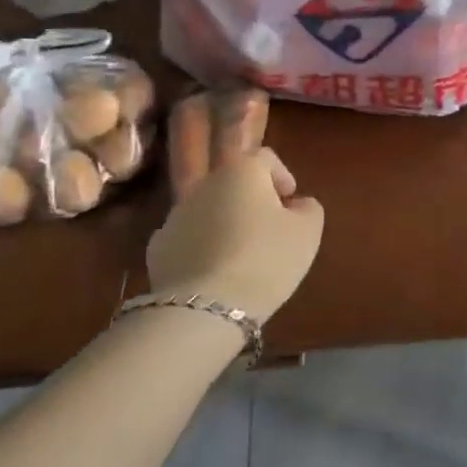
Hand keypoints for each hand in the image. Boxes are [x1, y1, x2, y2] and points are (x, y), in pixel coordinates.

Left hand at [147, 149, 322, 321]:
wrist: (203, 309)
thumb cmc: (265, 260)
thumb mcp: (307, 233)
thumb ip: (308, 209)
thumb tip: (297, 204)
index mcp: (242, 171)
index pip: (266, 158)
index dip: (282, 176)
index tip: (291, 202)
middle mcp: (204, 185)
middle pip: (234, 184)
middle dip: (252, 202)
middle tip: (270, 232)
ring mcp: (175, 216)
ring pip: (209, 212)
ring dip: (226, 225)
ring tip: (242, 259)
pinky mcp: (157, 249)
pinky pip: (188, 240)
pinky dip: (202, 249)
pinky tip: (214, 276)